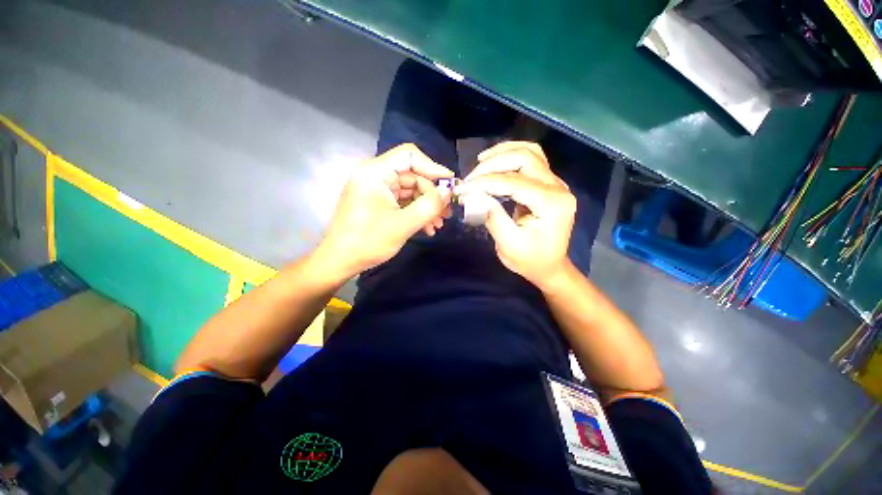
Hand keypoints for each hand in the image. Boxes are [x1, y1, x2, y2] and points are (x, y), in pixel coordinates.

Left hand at [313, 143, 452, 281]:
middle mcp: (374, 175)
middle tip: (447, 213)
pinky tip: (427, 227)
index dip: (433, 167)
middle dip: (432, 195)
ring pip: (410, 190)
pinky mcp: (378, 201)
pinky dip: (415, 211)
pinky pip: (402, 200)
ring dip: (426, 206)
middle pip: (412, 175)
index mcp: (375, 173)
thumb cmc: (369, 241)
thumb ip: (429, 206)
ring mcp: (376, 188)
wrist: (341, 261)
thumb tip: (448, 191)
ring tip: (439, 224)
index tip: (450, 184)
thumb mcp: (404, 224)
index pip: (409, 156)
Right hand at [456, 141, 575, 287]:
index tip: (465, 188)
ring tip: (480, 163)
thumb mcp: (509, 245)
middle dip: (493, 164)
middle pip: (525, 158)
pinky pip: (532, 159)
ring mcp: (556, 183)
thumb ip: (492, 217)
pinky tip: (495, 161)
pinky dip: (511, 155)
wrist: (550, 266)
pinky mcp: (549, 183)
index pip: (515, 183)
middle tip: (471, 178)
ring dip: (503, 153)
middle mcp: (558, 188)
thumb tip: (473, 195)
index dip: (486, 182)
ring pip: (530, 152)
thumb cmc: (530, 260)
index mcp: (552, 204)